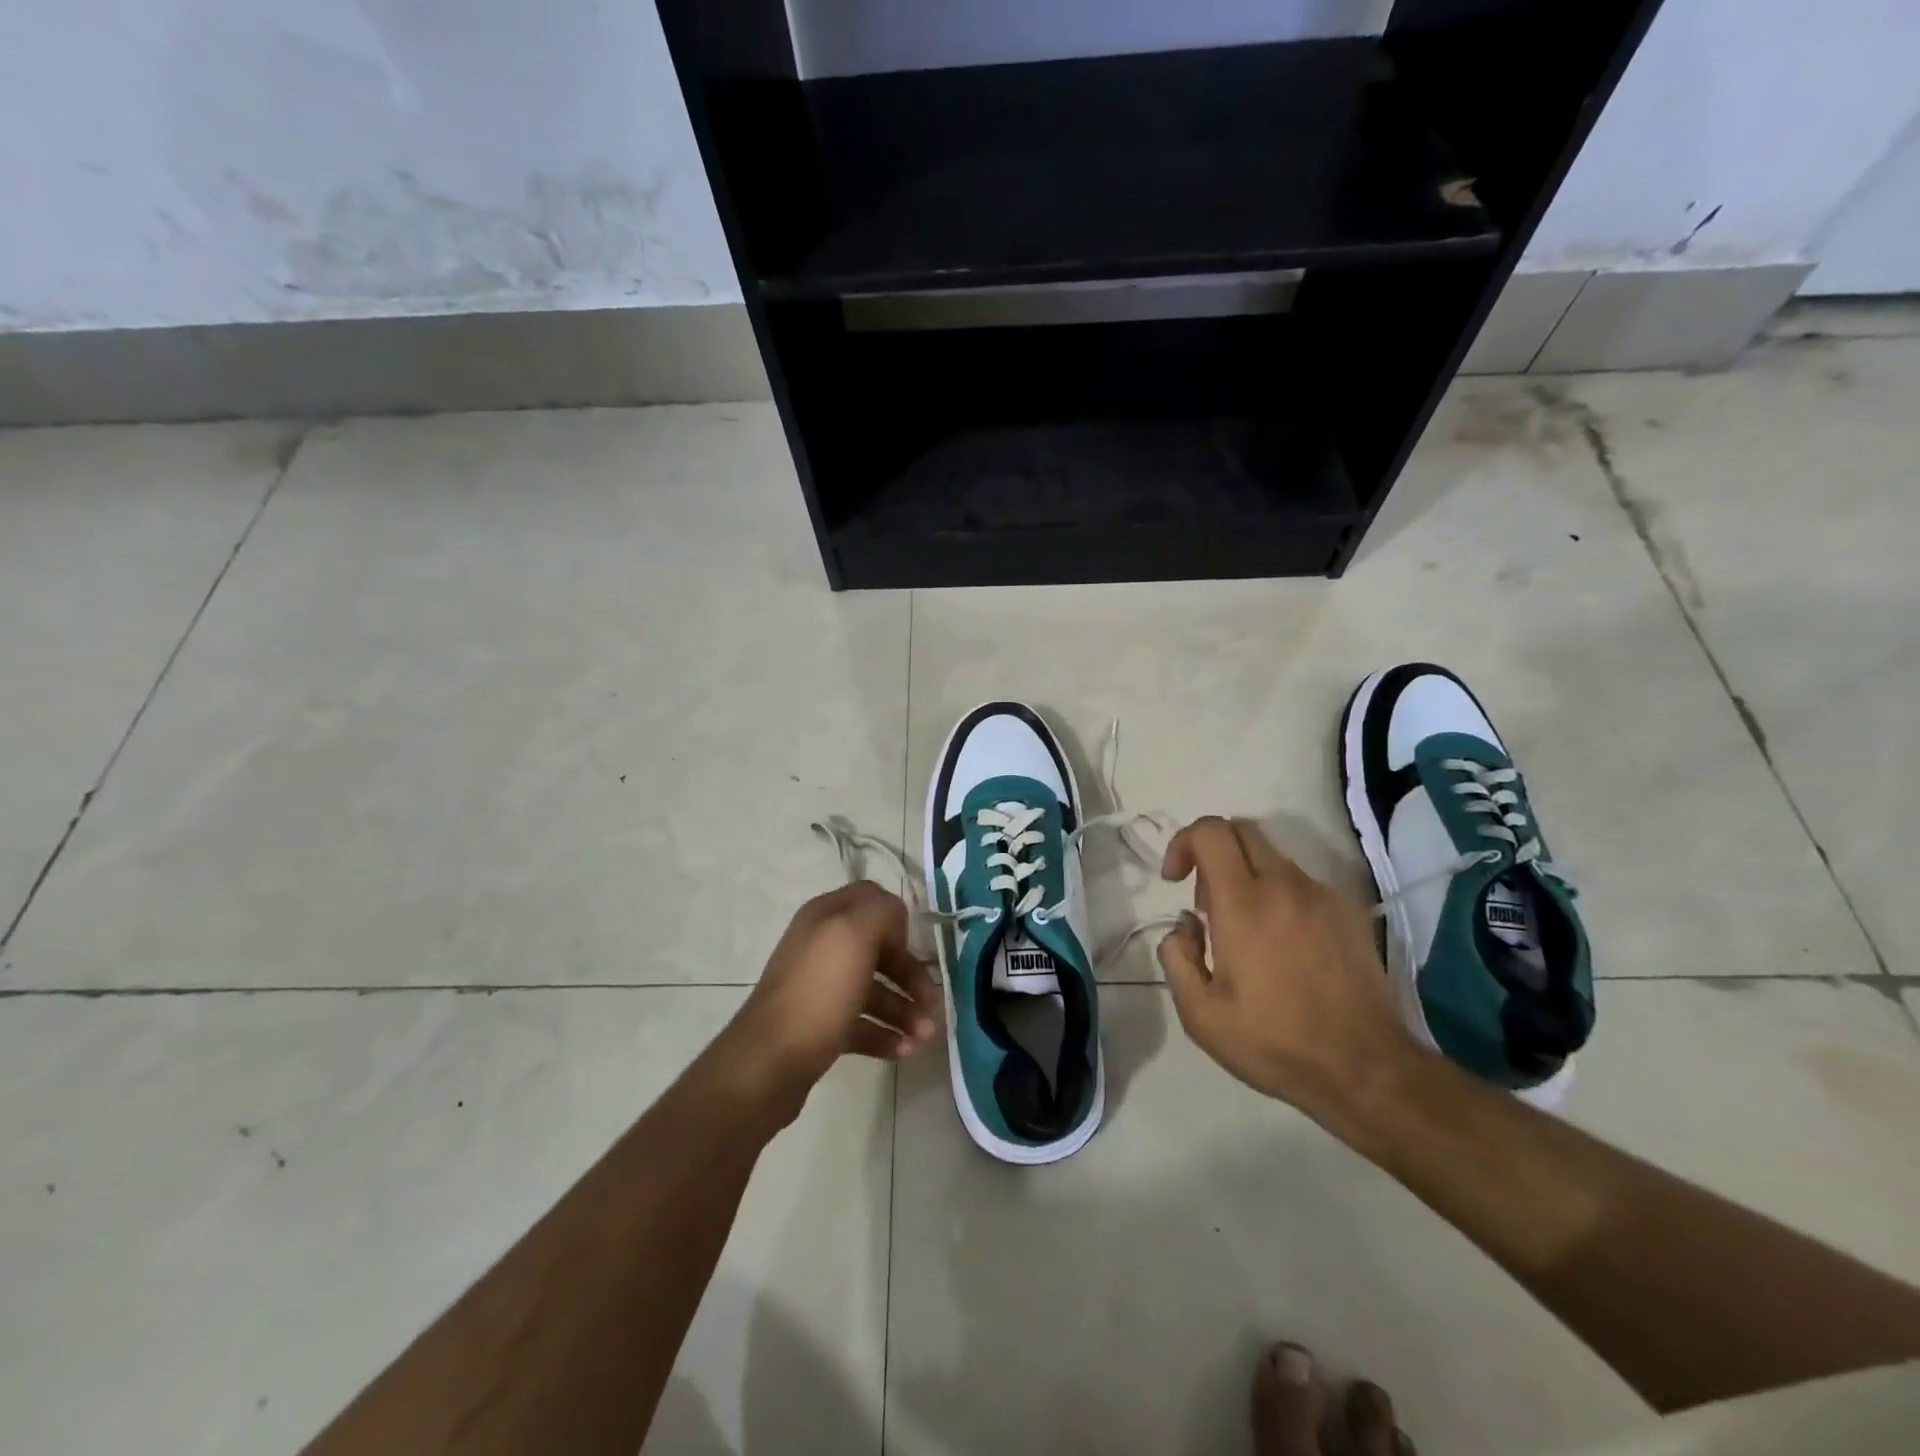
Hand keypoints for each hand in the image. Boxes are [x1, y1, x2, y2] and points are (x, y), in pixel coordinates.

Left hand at [716, 882, 941, 1113]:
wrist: (769, 1062)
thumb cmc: (818, 992)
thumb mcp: (854, 936)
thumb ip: (882, 912)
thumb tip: (897, 918)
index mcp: (826, 917)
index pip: (871, 899)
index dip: (896, 919)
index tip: (913, 945)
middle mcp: (822, 946)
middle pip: (878, 949)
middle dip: (910, 975)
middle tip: (933, 1003)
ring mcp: (821, 988)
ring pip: (874, 990)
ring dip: (904, 1010)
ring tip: (924, 1037)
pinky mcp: (822, 1026)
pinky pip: (862, 1024)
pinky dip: (886, 1035)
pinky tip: (904, 1052)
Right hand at [1156, 817, 1416, 1120]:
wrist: (1367, 1069)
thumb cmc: (1275, 1043)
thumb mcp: (1201, 1015)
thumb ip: (1177, 957)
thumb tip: (1185, 925)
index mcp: (1244, 904)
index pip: (1211, 832)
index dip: (1183, 842)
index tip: (1175, 881)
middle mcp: (1285, 886)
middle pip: (1242, 830)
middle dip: (1212, 851)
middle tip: (1207, 903)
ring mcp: (1322, 896)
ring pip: (1273, 857)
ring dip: (1246, 876)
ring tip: (1244, 932)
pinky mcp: (1349, 912)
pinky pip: (1301, 883)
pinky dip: (1279, 895)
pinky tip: (1283, 945)